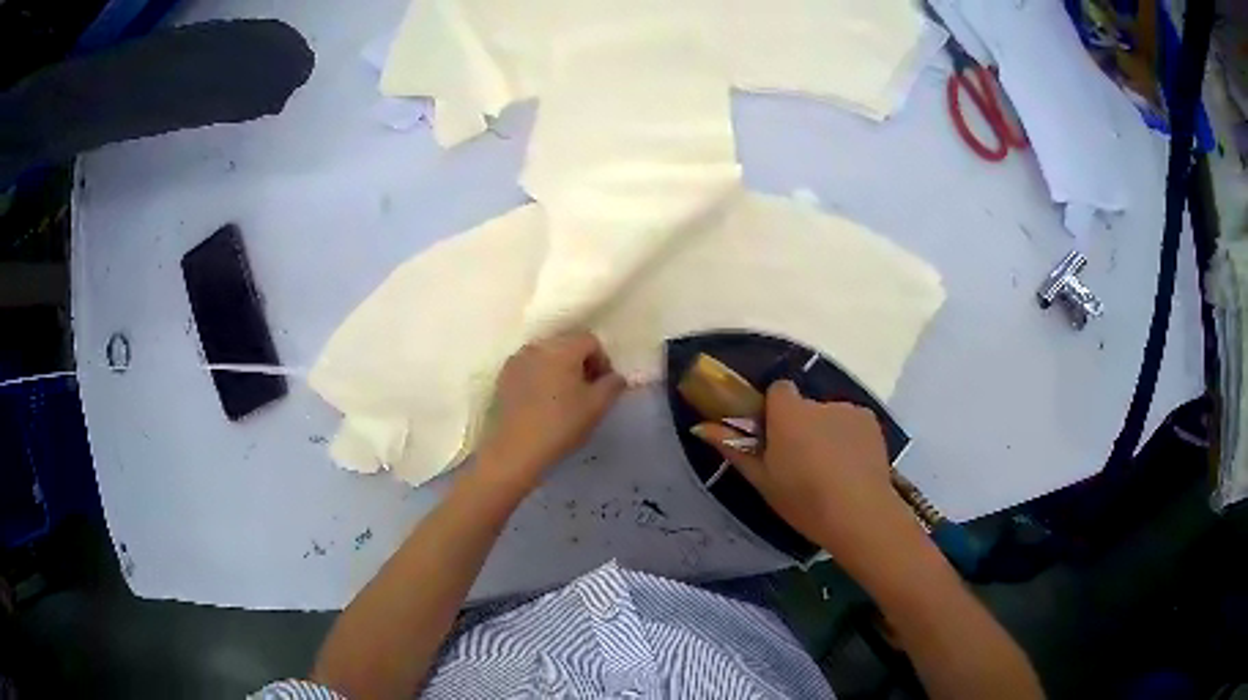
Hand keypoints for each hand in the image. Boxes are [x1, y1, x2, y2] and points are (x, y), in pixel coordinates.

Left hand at [476, 331, 627, 490]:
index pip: (590, 341)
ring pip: (546, 356)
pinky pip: (529, 369)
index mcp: (562, 348)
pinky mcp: (502, 378)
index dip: (602, 361)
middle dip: (581, 364)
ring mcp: (516, 361)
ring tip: (563, 398)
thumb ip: (612, 385)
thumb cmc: (560, 425)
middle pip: (566, 345)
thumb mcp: (597, 407)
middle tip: (587, 392)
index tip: (604, 387)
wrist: (514, 450)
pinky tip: (542, 403)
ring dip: (559, 370)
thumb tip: (616, 377)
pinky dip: (540, 378)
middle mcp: (537, 347)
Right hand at [692, 380, 912, 570]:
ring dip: (825, 433)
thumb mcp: (762, 480)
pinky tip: (850, 469)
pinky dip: (848, 438)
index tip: (773, 438)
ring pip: (829, 416)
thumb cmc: (803, 499)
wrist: (859, 514)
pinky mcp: (870, 422)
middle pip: (804, 406)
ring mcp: (849, 410)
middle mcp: (819, 403)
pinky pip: (851, 423)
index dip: (774, 411)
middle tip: (800, 463)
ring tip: (830, 471)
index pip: (778, 389)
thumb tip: (700, 427)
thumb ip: (734, 448)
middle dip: (800, 426)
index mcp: (789, 413)